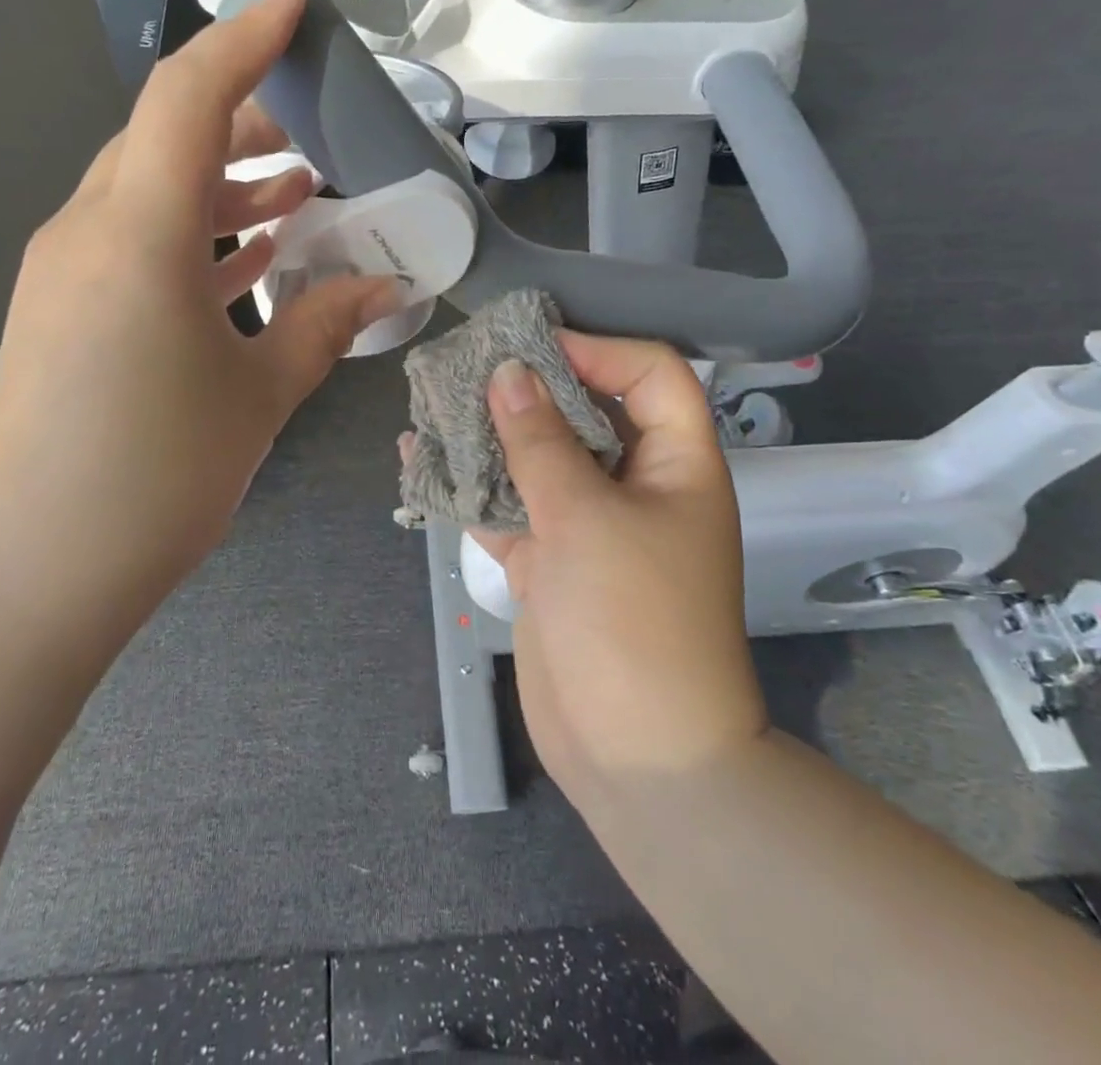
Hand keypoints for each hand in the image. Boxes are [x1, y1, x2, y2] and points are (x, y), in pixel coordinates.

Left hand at [0, 0, 397, 637]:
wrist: (33, 570)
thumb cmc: (155, 476)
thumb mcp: (259, 395)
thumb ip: (326, 325)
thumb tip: (386, 286)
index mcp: (138, 232)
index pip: (190, 97)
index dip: (245, 37)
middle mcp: (90, 230)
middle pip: (167, 136)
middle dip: (246, 118)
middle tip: (318, 125)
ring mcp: (69, 271)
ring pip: (152, 189)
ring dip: (225, 180)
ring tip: (300, 186)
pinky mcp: (66, 310)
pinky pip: (137, 241)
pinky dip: (196, 232)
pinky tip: (251, 252)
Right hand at [470, 335, 767, 802]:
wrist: (635, 754)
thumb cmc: (631, 619)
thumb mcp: (585, 516)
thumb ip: (540, 441)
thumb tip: (508, 372)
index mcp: (676, 463)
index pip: (650, 375)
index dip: (597, 351)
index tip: (531, 347)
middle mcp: (636, 485)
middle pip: (586, 412)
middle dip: (530, 388)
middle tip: (470, 364)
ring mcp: (589, 525)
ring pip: (540, 459)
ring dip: (493, 433)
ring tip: (436, 400)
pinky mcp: (551, 561)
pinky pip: (510, 507)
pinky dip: (473, 486)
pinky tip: (424, 460)